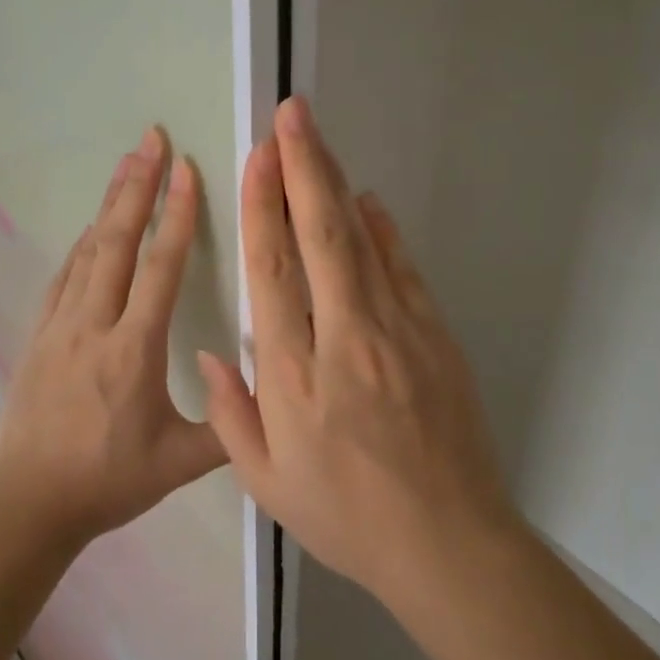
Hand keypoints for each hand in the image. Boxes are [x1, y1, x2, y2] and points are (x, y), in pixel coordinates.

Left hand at [0, 127, 226, 550]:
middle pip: (118, 241)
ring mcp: (59, 327)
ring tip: (125, 164)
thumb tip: (272, 388)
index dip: (178, 215)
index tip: (186, 170)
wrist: (26, 505)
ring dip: (110, 205)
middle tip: (150, 139)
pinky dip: (83, 245)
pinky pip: (65, 277)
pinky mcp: (38, 335)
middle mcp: (94, 325)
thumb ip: (231, 427)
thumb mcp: (180, 464)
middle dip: (137, 186)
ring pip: (88, 251)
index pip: (161, 268)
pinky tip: (92, 229)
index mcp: (133, 349)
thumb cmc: (107, 482)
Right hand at [199, 97, 516, 603]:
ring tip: (317, 138)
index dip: (261, 208)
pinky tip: (367, 200)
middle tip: (291, 115)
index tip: (255, 160)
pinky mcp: (435, 336)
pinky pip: (403, 269)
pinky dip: (383, 229)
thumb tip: (211, 351)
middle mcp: (344, 338)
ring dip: (336, 184)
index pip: (272, 272)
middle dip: (302, 168)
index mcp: (294, 375)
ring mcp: (397, 332)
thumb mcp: (268, 484)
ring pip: (360, 241)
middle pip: (319, 237)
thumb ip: (232, 414)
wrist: (448, 544)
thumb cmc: (347, 518)